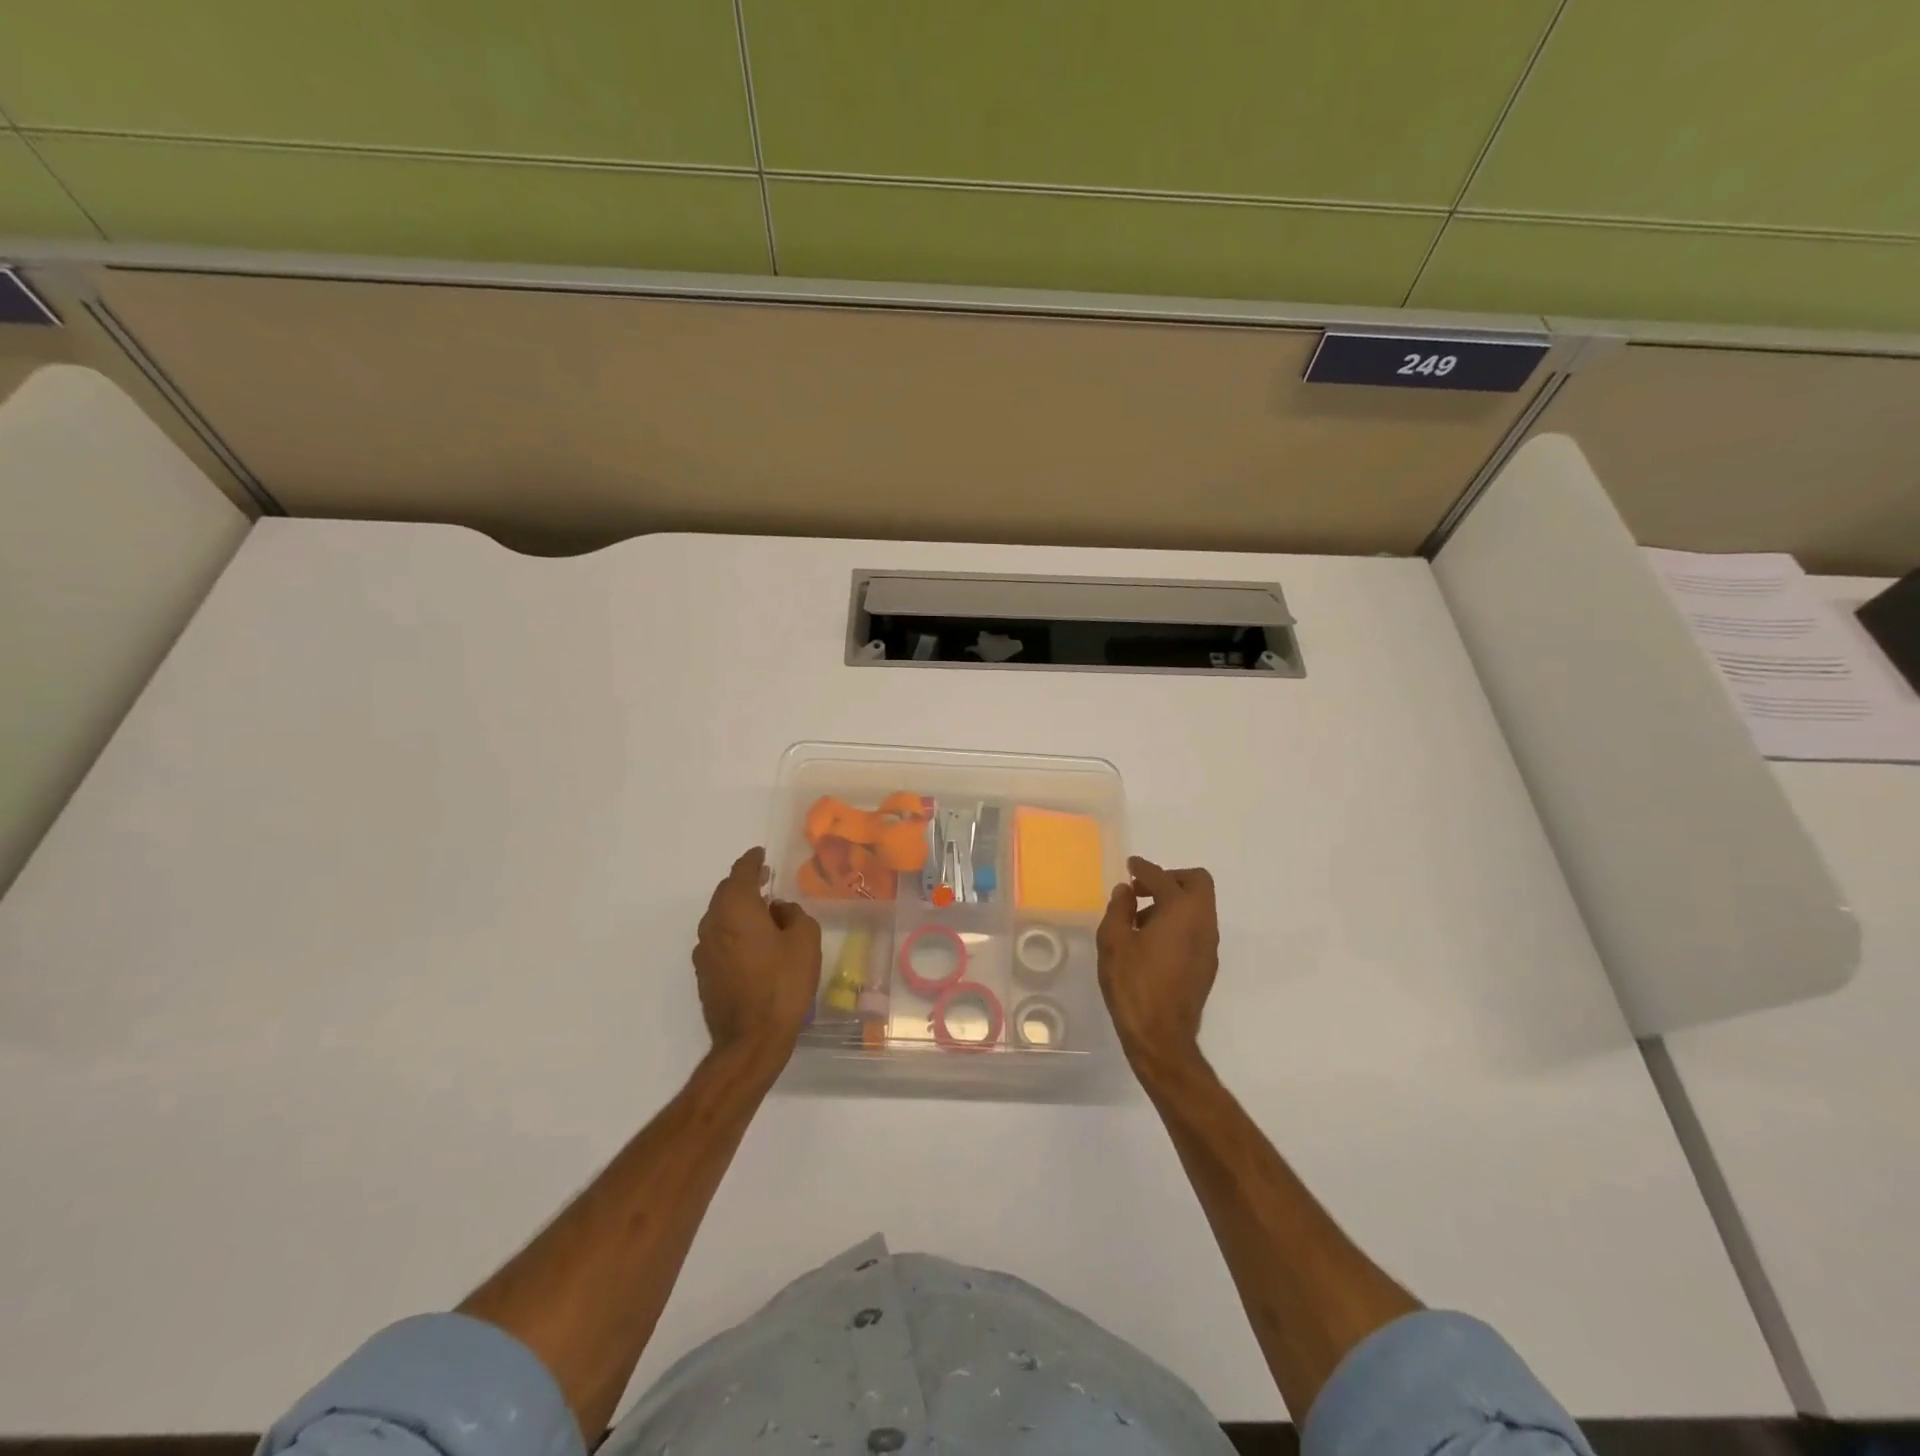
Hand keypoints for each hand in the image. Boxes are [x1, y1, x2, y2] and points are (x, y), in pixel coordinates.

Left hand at [693, 848, 821, 1068]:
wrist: (752, 1040)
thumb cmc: (783, 984)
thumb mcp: (805, 940)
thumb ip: (794, 914)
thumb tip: (778, 910)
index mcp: (736, 909)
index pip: (741, 872)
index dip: (753, 860)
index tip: (761, 854)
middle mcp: (713, 924)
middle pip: (726, 893)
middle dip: (745, 883)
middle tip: (766, 880)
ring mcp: (704, 951)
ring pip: (720, 917)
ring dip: (739, 909)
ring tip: (763, 913)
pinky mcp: (704, 974)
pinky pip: (719, 940)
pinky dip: (734, 932)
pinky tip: (753, 944)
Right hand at [1096, 857, 1219, 1072]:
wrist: (1161, 1036)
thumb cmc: (1133, 984)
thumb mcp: (1113, 941)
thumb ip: (1119, 909)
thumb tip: (1126, 891)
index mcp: (1180, 910)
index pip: (1162, 876)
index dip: (1143, 868)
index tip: (1131, 865)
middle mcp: (1202, 922)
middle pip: (1197, 883)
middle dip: (1170, 878)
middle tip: (1142, 890)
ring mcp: (1209, 944)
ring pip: (1199, 906)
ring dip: (1173, 901)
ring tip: (1141, 920)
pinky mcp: (1208, 964)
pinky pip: (1196, 928)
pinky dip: (1179, 922)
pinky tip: (1153, 943)